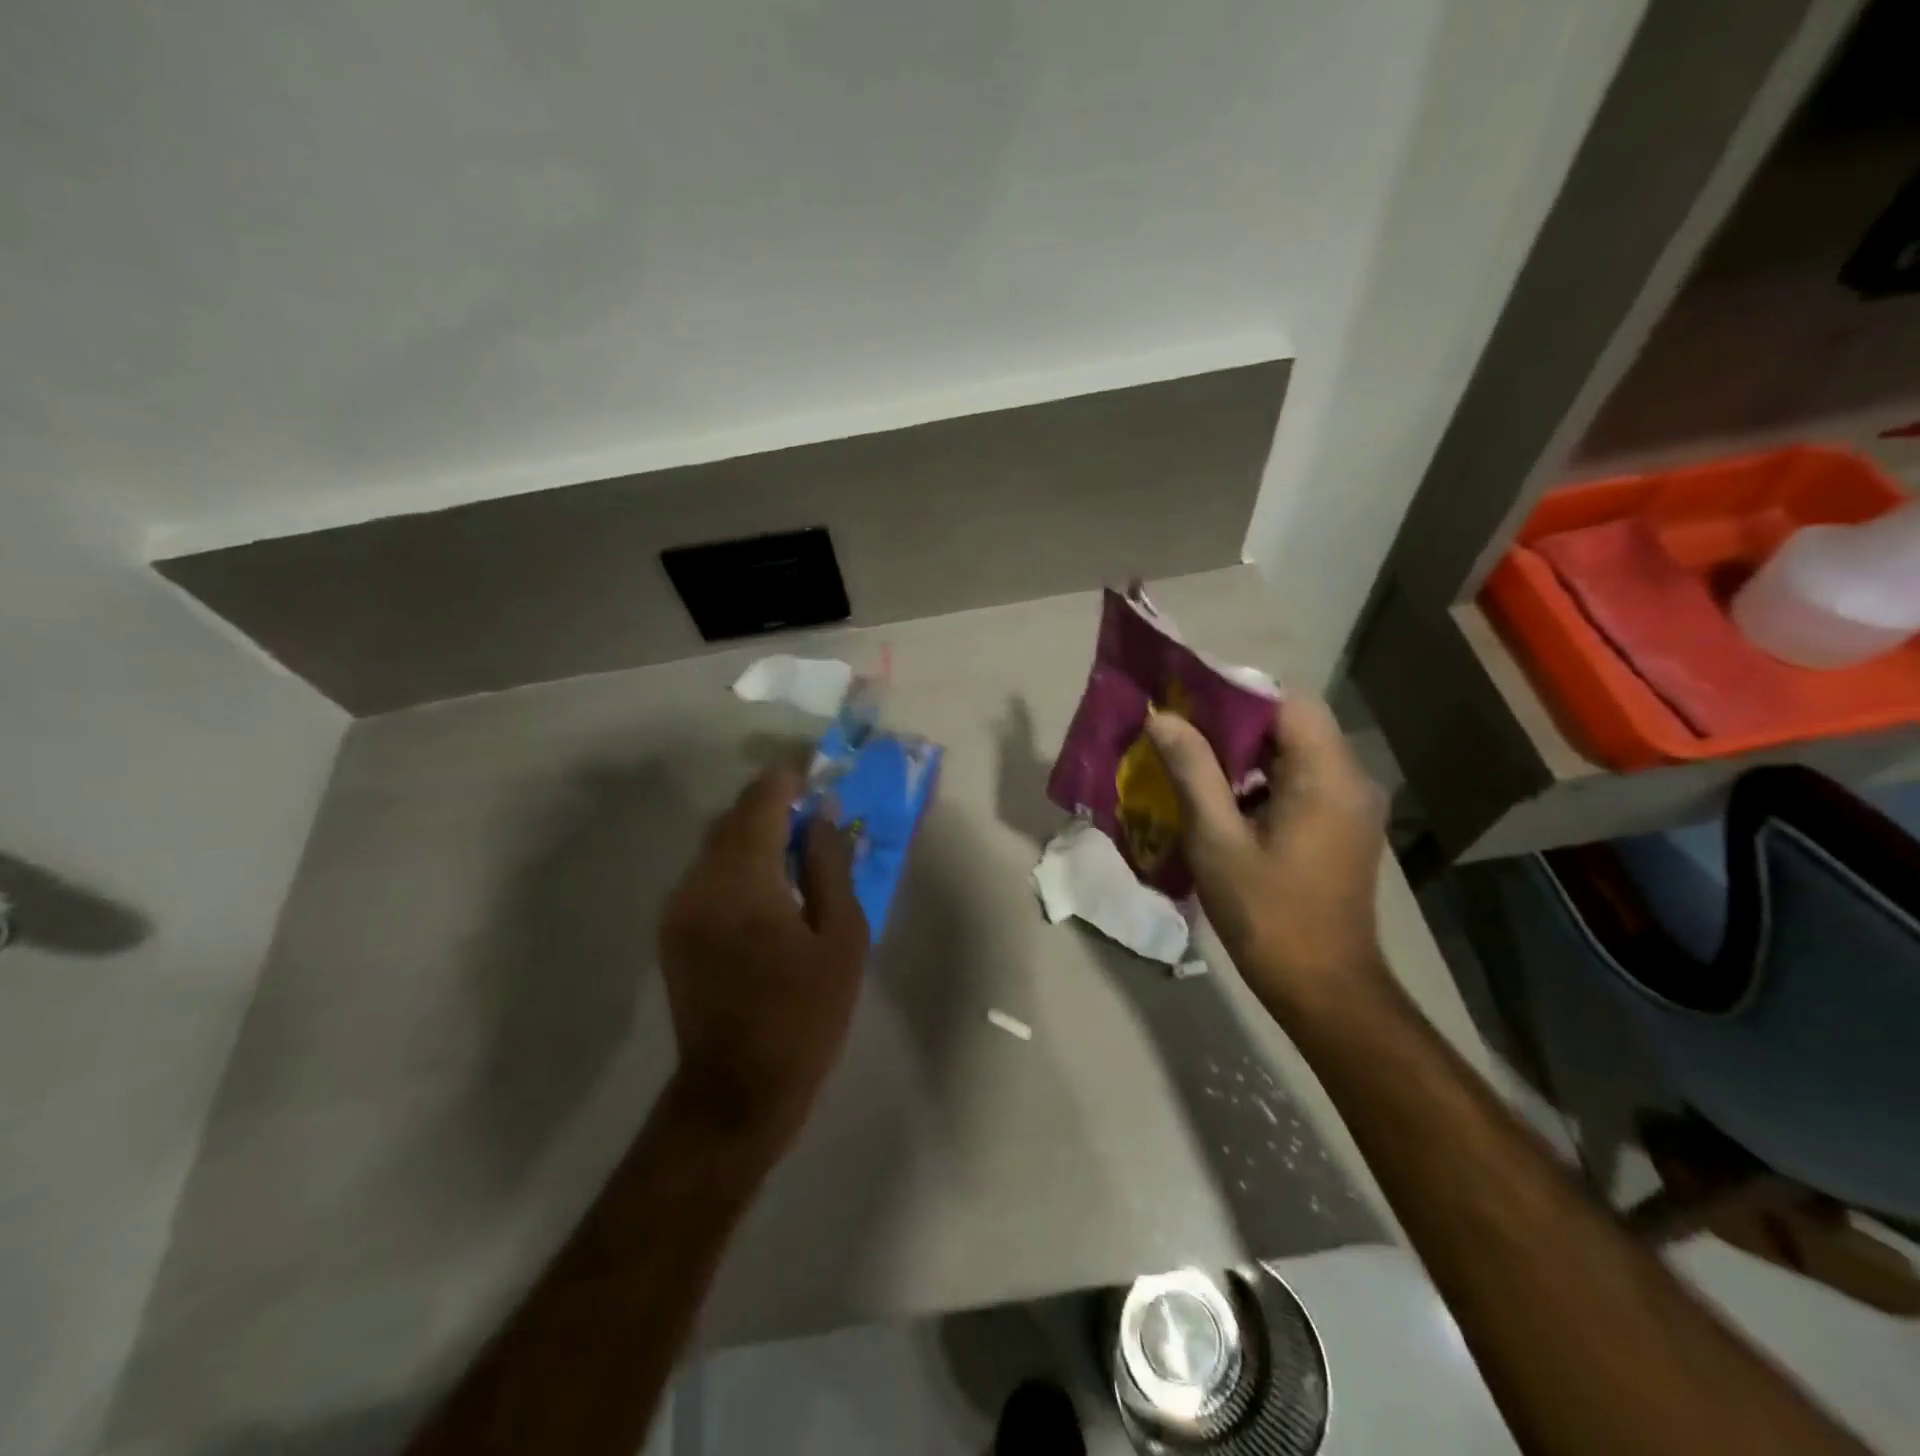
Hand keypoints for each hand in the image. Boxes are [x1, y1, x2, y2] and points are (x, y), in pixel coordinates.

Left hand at [660, 766, 869, 1160]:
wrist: (737, 1091)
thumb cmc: (804, 1014)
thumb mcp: (841, 938)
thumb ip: (830, 867)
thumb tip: (823, 817)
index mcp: (743, 880)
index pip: (761, 801)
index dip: (790, 778)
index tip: (820, 772)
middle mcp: (699, 882)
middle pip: (734, 817)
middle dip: (774, 805)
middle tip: (817, 812)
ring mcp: (679, 906)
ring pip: (718, 844)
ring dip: (756, 834)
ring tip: (798, 848)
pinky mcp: (673, 929)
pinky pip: (708, 873)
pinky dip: (739, 862)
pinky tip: (771, 886)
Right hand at [1145, 697, 1388, 1021]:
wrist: (1323, 987)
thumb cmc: (1266, 912)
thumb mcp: (1217, 839)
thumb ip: (1193, 771)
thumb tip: (1164, 718)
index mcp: (1327, 775)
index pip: (1287, 700)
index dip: (1236, 693)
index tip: (1187, 704)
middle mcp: (1350, 779)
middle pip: (1292, 723)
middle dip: (1234, 722)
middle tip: (1179, 734)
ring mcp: (1352, 805)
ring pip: (1296, 752)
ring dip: (1246, 752)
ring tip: (1193, 764)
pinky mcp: (1344, 827)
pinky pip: (1302, 781)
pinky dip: (1263, 779)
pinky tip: (1224, 801)